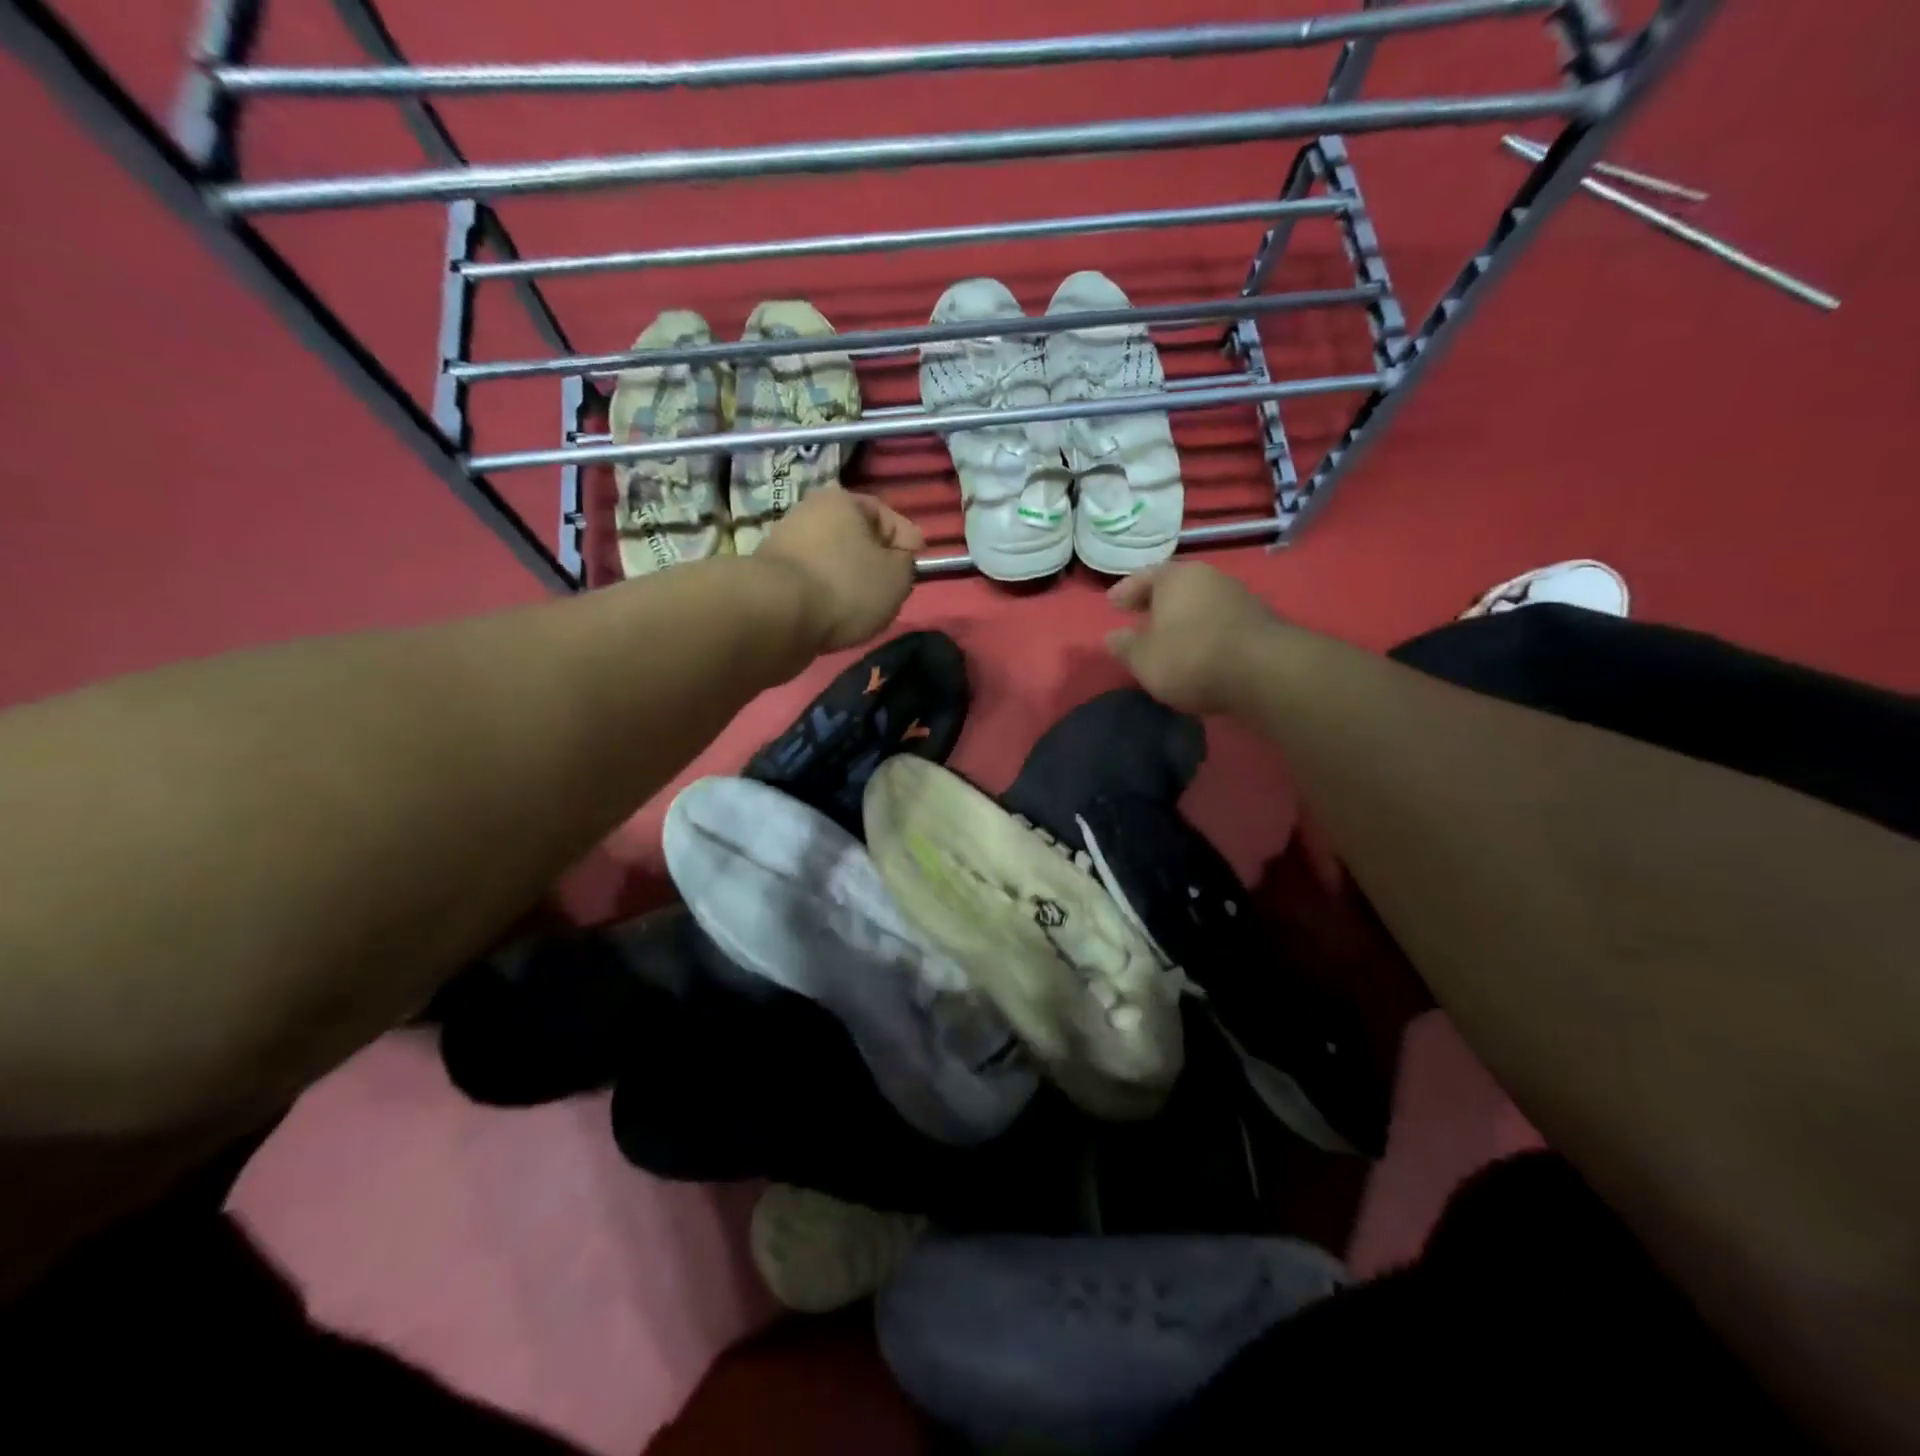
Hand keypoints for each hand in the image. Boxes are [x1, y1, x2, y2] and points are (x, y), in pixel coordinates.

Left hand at [758, 488, 923, 651]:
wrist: (776, 616)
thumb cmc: (846, 586)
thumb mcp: (897, 576)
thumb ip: (906, 564)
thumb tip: (897, 560)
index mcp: (842, 501)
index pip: (886, 515)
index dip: (907, 539)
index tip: (918, 564)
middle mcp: (809, 513)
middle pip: (855, 538)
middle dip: (875, 561)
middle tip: (892, 587)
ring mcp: (785, 544)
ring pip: (832, 561)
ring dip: (849, 581)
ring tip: (864, 608)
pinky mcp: (771, 577)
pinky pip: (812, 584)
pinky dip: (826, 597)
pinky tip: (836, 616)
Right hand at [1105, 562, 1276, 713]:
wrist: (1264, 671)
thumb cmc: (1191, 657)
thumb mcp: (1144, 659)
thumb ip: (1125, 647)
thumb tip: (1112, 637)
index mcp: (1176, 577)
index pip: (1143, 577)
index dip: (1125, 591)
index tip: (1112, 604)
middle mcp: (1209, 577)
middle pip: (1175, 587)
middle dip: (1156, 602)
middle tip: (1139, 617)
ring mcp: (1238, 596)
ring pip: (1199, 602)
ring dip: (1183, 617)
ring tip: (1168, 637)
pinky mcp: (1259, 620)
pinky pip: (1219, 621)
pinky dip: (1204, 631)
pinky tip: (1198, 649)